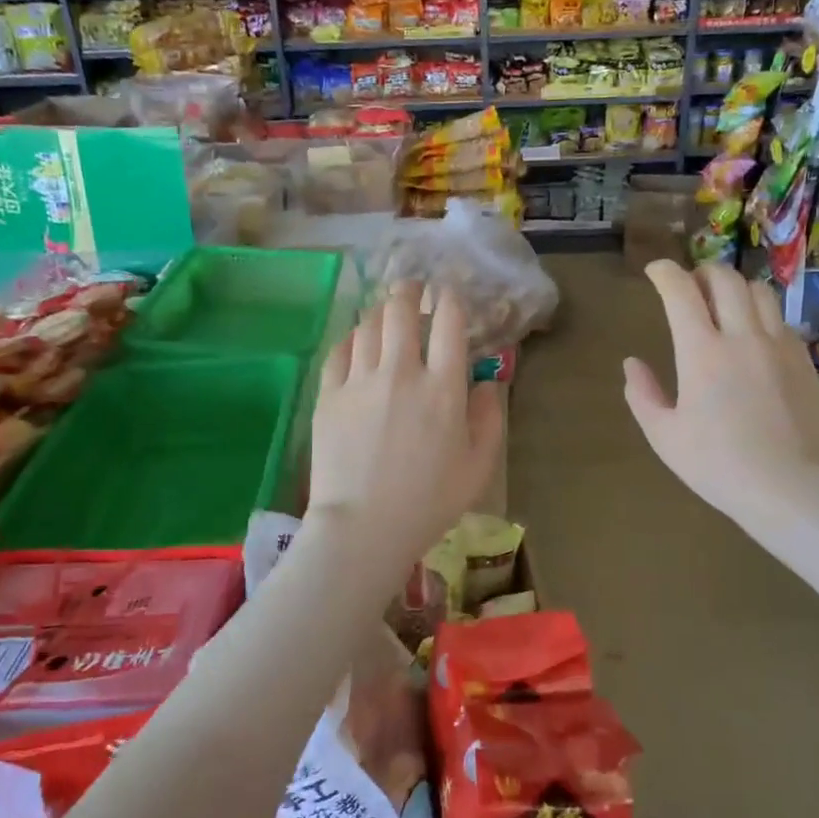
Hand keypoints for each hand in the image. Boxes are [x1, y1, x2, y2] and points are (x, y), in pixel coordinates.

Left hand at [308, 282, 504, 573]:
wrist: (363, 527)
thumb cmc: (429, 502)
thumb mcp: (479, 467)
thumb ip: (489, 418)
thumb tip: (487, 381)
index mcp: (443, 388)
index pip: (449, 322)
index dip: (451, 299)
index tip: (449, 295)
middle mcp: (401, 372)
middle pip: (402, 310)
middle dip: (410, 291)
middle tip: (414, 289)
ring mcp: (360, 381)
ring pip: (368, 324)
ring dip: (381, 311)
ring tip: (386, 312)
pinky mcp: (329, 395)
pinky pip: (339, 350)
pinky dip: (351, 338)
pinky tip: (357, 342)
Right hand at [624, 261, 818, 532]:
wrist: (794, 489)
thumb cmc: (719, 466)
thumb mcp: (665, 437)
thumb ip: (643, 395)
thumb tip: (631, 363)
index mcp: (702, 351)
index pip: (681, 291)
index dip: (664, 272)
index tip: (654, 272)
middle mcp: (743, 336)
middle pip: (725, 279)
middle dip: (702, 272)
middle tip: (689, 285)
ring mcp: (780, 345)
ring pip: (760, 292)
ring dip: (736, 288)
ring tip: (724, 303)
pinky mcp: (805, 361)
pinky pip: (781, 320)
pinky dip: (761, 314)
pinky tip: (754, 336)